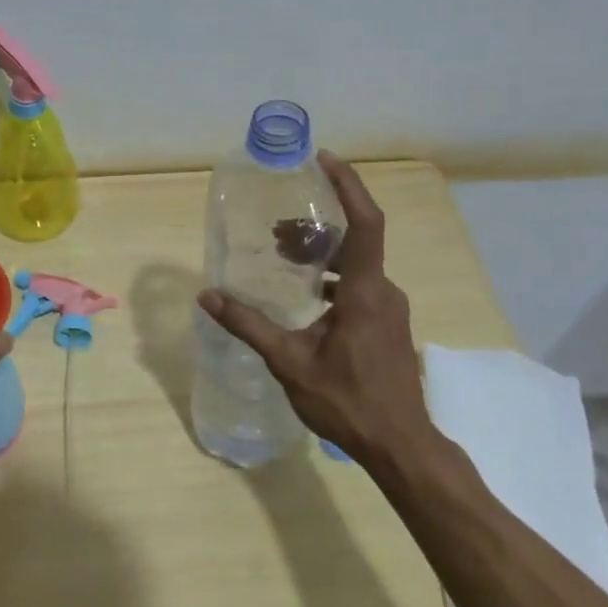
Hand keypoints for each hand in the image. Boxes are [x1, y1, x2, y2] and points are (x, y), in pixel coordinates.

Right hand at [198, 152, 433, 470]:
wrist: (400, 446)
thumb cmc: (347, 401)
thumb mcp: (289, 362)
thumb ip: (249, 325)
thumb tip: (208, 296)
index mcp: (366, 292)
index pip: (365, 222)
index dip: (348, 185)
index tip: (324, 160)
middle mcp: (384, 292)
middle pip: (355, 240)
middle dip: (318, 227)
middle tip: (277, 231)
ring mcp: (390, 309)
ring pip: (358, 265)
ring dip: (324, 254)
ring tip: (285, 259)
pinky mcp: (388, 325)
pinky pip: (362, 285)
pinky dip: (334, 277)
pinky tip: (307, 297)